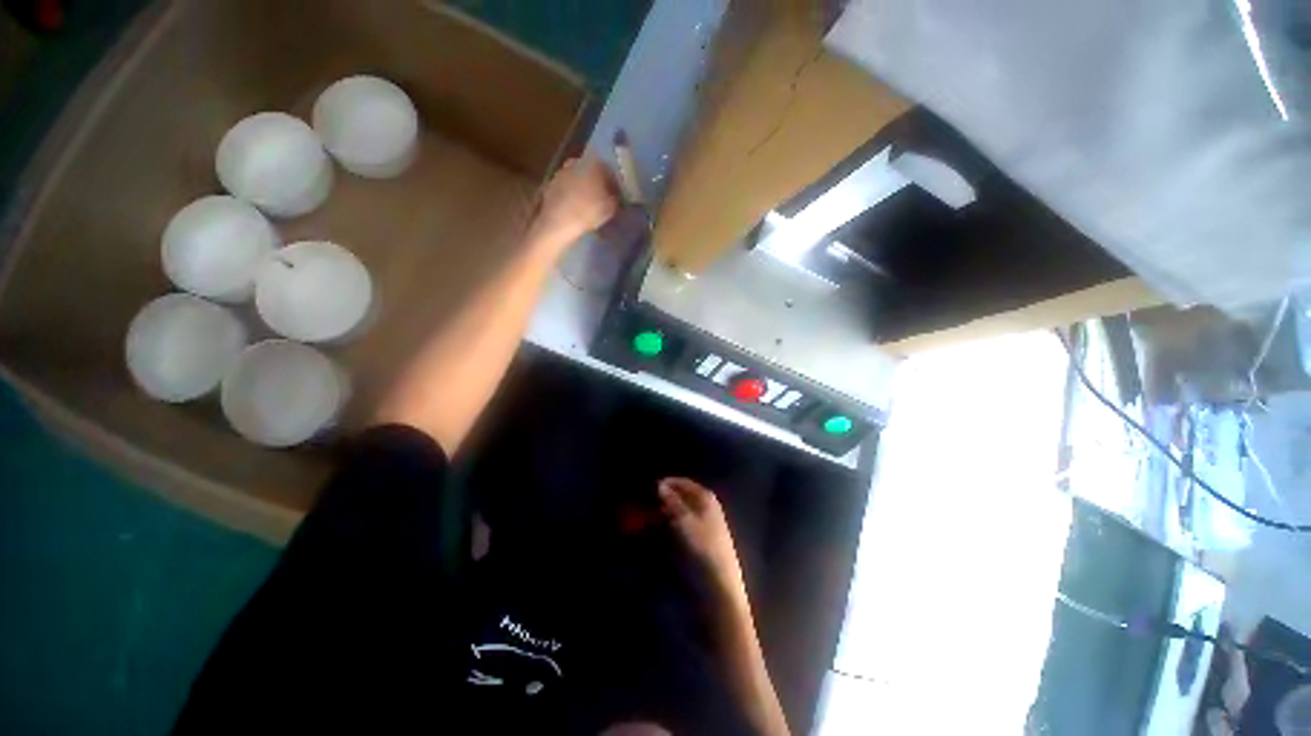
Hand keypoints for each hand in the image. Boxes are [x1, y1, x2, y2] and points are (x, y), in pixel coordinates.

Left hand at [530, 156, 618, 251]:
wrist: (559, 222)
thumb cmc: (589, 212)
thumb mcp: (611, 208)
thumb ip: (617, 199)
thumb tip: (617, 197)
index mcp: (594, 164)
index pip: (609, 171)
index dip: (614, 184)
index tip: (616, 196)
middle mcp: (577, 162)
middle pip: (591, 172)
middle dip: (597, 184)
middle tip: (602, 200)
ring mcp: (562, 172)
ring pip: (578, 179)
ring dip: (583, 189)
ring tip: (588, 205)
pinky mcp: (550, 184)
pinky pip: (567, 188)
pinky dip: (572, 195)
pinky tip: (574, 208)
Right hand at [659, 478, 747, 601]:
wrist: (719, 581)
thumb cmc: (703, 546)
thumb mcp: (684, 520)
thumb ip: (672, 501)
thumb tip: (660, 484)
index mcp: (706, 497)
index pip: (683, 482)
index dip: (668, 483)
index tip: (650, 486)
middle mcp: (707, 505)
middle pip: (684, 494)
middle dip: (667, 496)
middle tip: (648, 501)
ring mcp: (706, 520)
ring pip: (683, 508)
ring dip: (669, 509)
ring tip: (652, 514)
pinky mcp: (703, 535)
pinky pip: (685, 520)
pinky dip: (674, 520)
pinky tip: (665, 526)